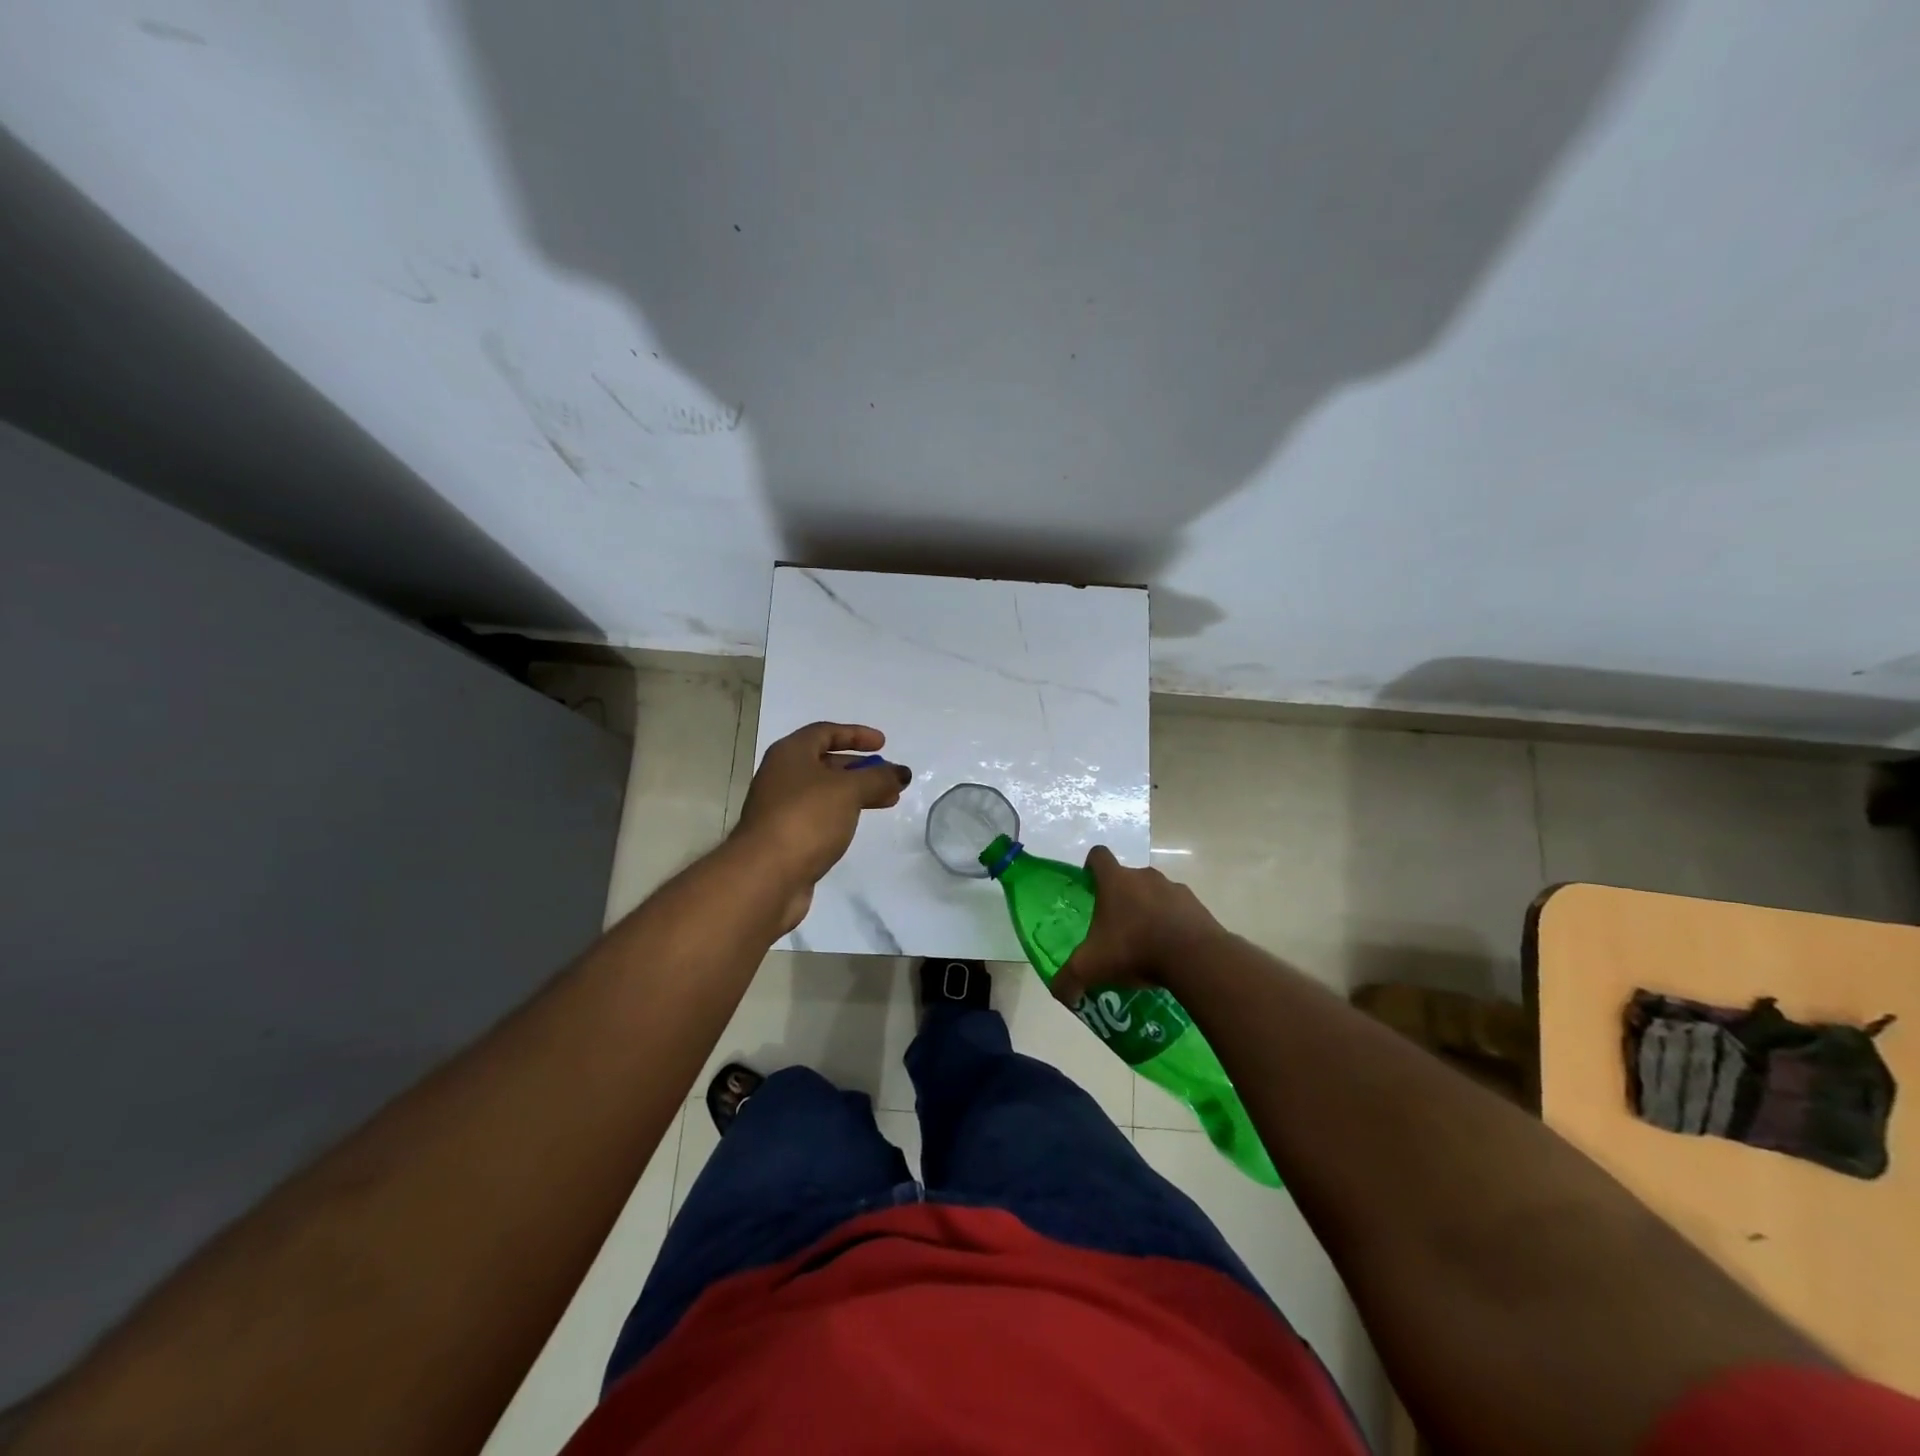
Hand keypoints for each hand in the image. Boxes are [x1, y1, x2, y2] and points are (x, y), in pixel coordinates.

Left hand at [733, 722, 911, 929]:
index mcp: (790, 754)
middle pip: (826, 763)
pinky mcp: (787, 837)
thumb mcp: (848, 790)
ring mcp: (782, 808)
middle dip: (861, 768)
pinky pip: (820, 816)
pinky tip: (859, 823)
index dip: (856, 734)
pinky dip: (843, 814)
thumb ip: (878, 778)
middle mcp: (782, 776)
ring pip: (825, 792)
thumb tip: (901, 772)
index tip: (884, 744)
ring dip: (857, 793)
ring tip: (889, 800)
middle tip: (890, 777)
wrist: (765, 875)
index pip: (825, 732)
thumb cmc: (806, 819)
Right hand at [1050, 845, 1226, 1007]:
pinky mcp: (1197, 906)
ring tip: (1147, 943)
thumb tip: (1060, 993)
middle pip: (1128, 878)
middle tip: (1117, 928)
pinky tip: (1171, 951)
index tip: (1090, 886)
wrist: (1193, 957)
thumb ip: (1068, 979)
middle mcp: (1144, 876)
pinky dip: (1174, 924)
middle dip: (1121, 898)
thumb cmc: (1134, 949)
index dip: (1091, 867)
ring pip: (1155, 893)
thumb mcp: (1091, 967)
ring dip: (1149, 910)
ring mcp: (1174, 888)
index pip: (1098, 856)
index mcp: (1115, 881)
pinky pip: (1180, 910)